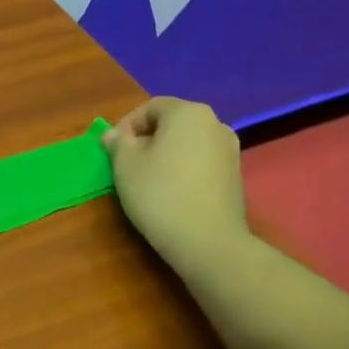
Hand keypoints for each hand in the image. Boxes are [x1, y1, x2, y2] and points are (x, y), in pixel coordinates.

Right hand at [103, 98, 251, 282]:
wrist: (208, 241)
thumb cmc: (159, 194)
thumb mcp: (124, 165)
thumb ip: (118, 143)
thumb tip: (113, 135)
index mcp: (188, 112)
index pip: (150, 107)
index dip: (127, 125)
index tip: (113, 149)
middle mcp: (215, 123)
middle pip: (172, 123)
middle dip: (147, 139)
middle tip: (127, 164)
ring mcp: (230, 150)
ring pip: (188, 143)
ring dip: (166, 154)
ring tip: (148, 179)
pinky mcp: (235, 175)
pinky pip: (201, 162)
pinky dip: (183, 169)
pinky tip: (171, 192)